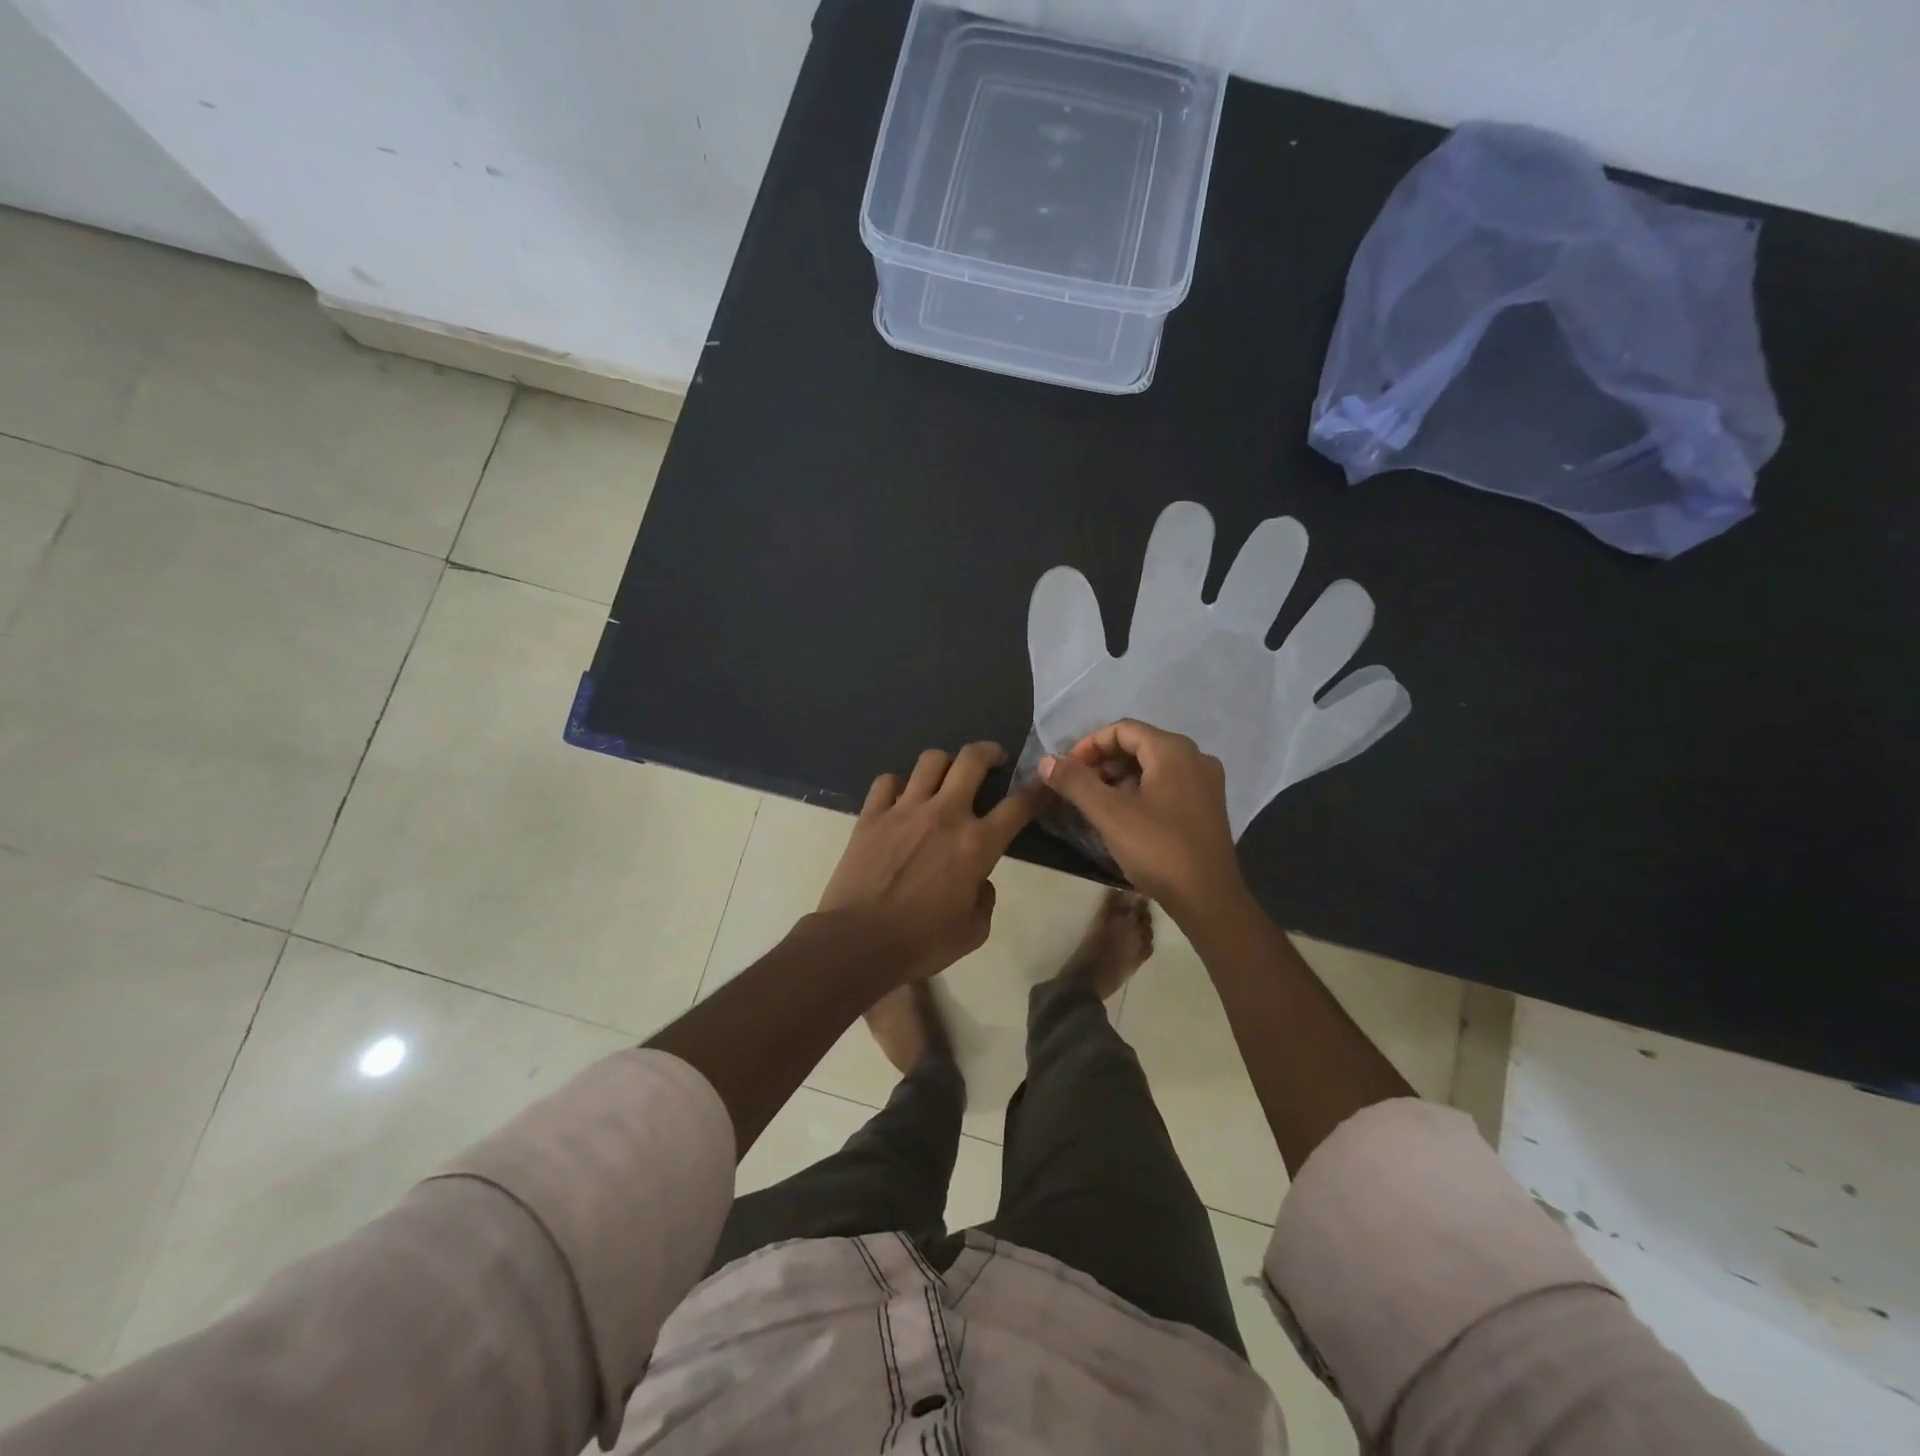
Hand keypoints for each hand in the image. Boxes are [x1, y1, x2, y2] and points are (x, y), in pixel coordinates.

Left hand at [819, 742, 1046, 981]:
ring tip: (947, 774)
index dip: (1037, 791)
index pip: (1018, 806)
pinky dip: (898, 784)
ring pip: (930, 761)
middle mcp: (944, 814)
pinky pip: (887, 781)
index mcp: (976, 844)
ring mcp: (904, 809)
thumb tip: (979, 881)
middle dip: (990, 752)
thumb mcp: (973, 932)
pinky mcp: (871, 814)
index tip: (1044, 783)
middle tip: (995, 759)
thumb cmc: (921, 942)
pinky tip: (901, 797)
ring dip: (946, 762)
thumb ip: (985, 900)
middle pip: (972, 760)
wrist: (857, 942)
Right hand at [1040, 720, 1247, 921]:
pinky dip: (1139, 791)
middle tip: (1075, 787)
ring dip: (1118, 778)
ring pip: (1152, 766)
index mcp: (1173, 751)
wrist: (1209, 899)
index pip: (1122, 729)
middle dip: (1102, 762)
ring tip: (1093, 803)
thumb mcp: (1109, 814)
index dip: (1088, 745)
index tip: (1065, 770)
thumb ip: (1075, 783)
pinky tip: (1121, 816)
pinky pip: (1166, 784)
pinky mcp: (1207, 806)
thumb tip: (1046, 761)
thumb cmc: (1158, 849)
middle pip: (1138, 745)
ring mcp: (1205, 783)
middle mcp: (1194, 757)